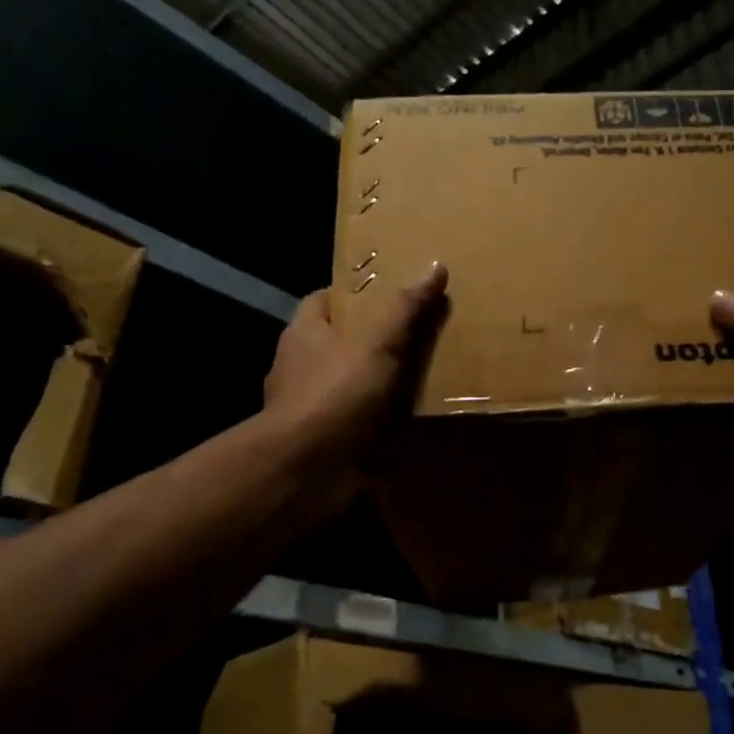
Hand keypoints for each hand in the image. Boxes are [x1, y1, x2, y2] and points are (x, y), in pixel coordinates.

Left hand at [262, 263, 448, 505]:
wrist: (305, 469)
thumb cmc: (336, 393)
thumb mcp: (378, 342)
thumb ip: (405, 308)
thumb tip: (435, 265)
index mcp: (304, 334)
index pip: (322, 300)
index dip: (353, 294)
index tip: (388, 294)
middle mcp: (299, 368)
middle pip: (337, 343)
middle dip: (371, 342)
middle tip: (416, 336)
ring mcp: (308, 408)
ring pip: (346, 386)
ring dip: (375, 387)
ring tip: (420, 380)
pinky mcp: (321, 443)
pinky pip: (354, 425)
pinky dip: (377, 425)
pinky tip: (408, 426)